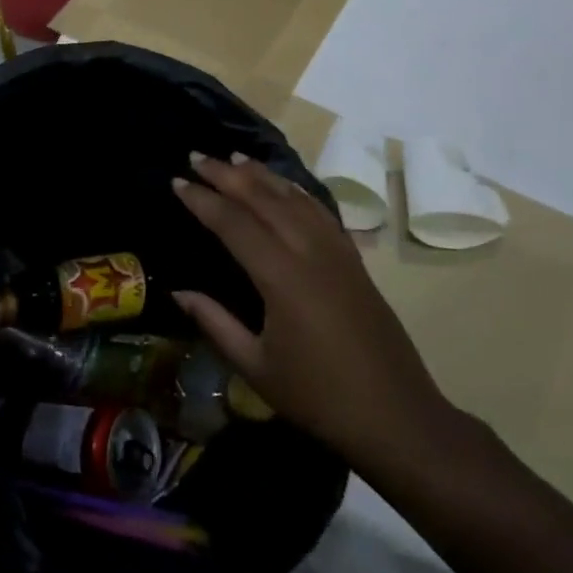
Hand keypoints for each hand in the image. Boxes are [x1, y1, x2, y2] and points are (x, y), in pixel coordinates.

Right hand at [172, 152, 454, 467]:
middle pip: (263, 199)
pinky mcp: (353, 260)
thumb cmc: (319, 397)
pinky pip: (320, 211)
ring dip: (262, 175)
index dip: (202, 200)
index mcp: (282, 277)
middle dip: (227, 175)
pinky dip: (295, 191)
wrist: (396, 416)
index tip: (176, 181)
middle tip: (197, 156)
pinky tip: (284, 186)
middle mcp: (309, 252)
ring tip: (235, 158)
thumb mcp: (256, 367)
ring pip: (294, 198)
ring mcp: (337, 252)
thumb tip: (179, 292)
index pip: (233, 223)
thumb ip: (215, 323)